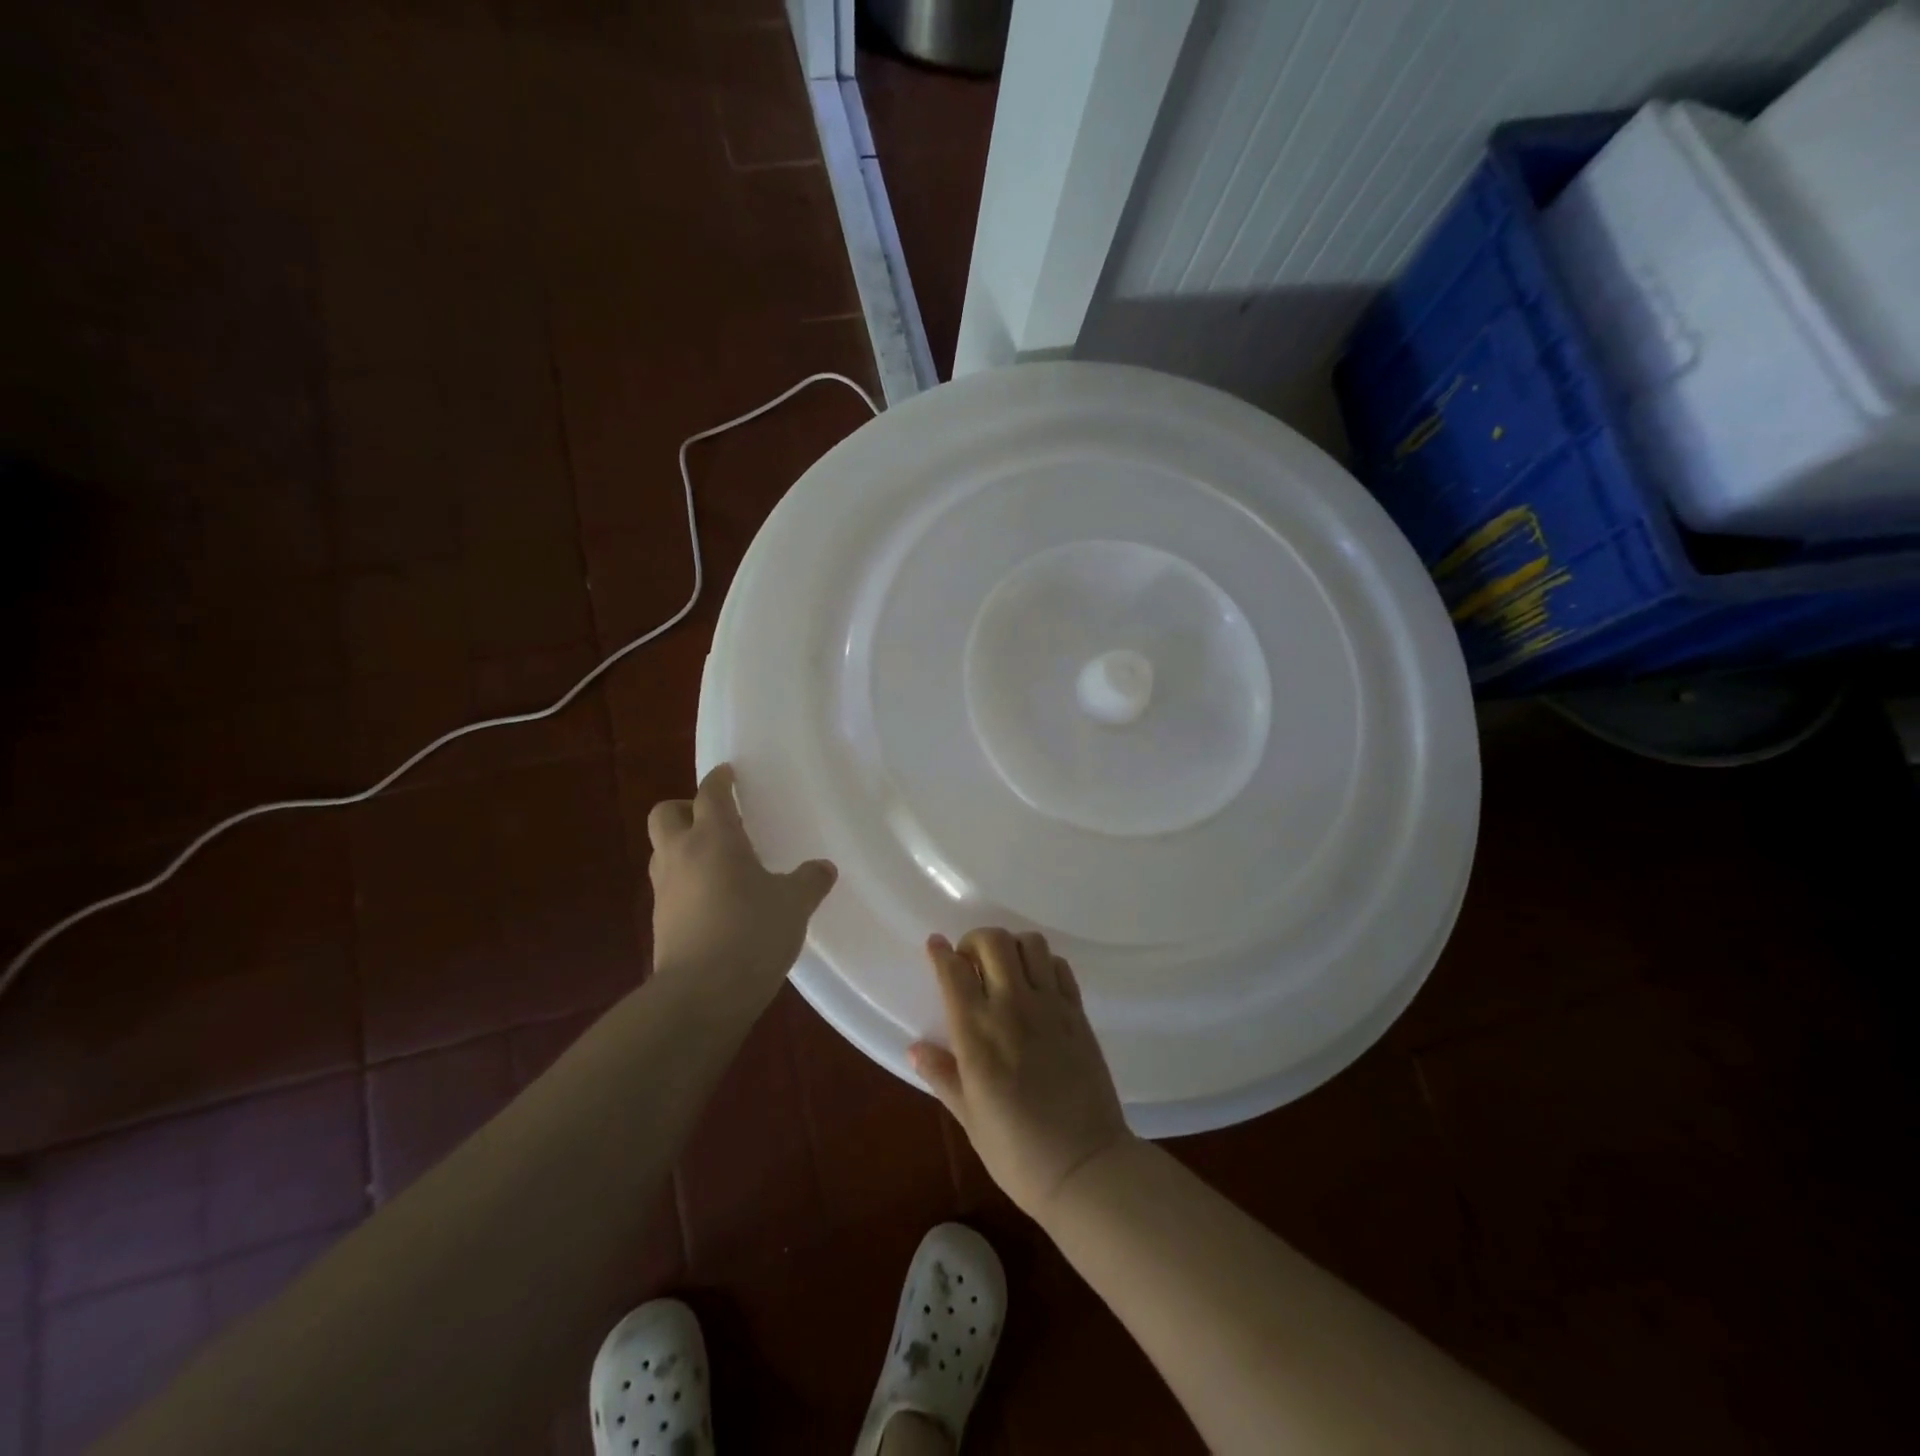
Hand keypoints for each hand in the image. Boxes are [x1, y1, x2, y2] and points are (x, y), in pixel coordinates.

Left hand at [646, 764, 835, 1005]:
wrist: (700, 996)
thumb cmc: (751, 934)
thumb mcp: (793, 905)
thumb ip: (809, 881)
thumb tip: (822, 868)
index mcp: (714, 838)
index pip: (710, 793)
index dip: (719, 779)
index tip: (728, 773)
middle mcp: (681, 856)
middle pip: (665, 814)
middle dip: (685, 808)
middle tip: (714, 818)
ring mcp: (664, 891)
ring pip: (663, 851)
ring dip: (683, 846)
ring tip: (717, 860)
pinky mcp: (660, 923)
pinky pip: (669, 887)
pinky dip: (686, 882)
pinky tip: (714, 900)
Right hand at [910, 928, 1136, 1220]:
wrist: (1084, 1167)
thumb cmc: (1016, 1152)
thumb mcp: (969, 1118)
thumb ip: (943, 1075)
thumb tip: (915, 1048)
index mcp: (976, 1033)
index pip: (953, 971)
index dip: (940, 952)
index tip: (935, 946)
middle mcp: (1012, 1007)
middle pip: (993, 941)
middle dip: (975, 941)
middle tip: (971, 963)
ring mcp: (1049, 1006)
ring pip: (1030, 944)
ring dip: (1012, 947)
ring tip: (1005, 969)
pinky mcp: (1078, 1013)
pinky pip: (1060, 966)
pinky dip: (1044, 964)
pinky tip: (1037, 985)